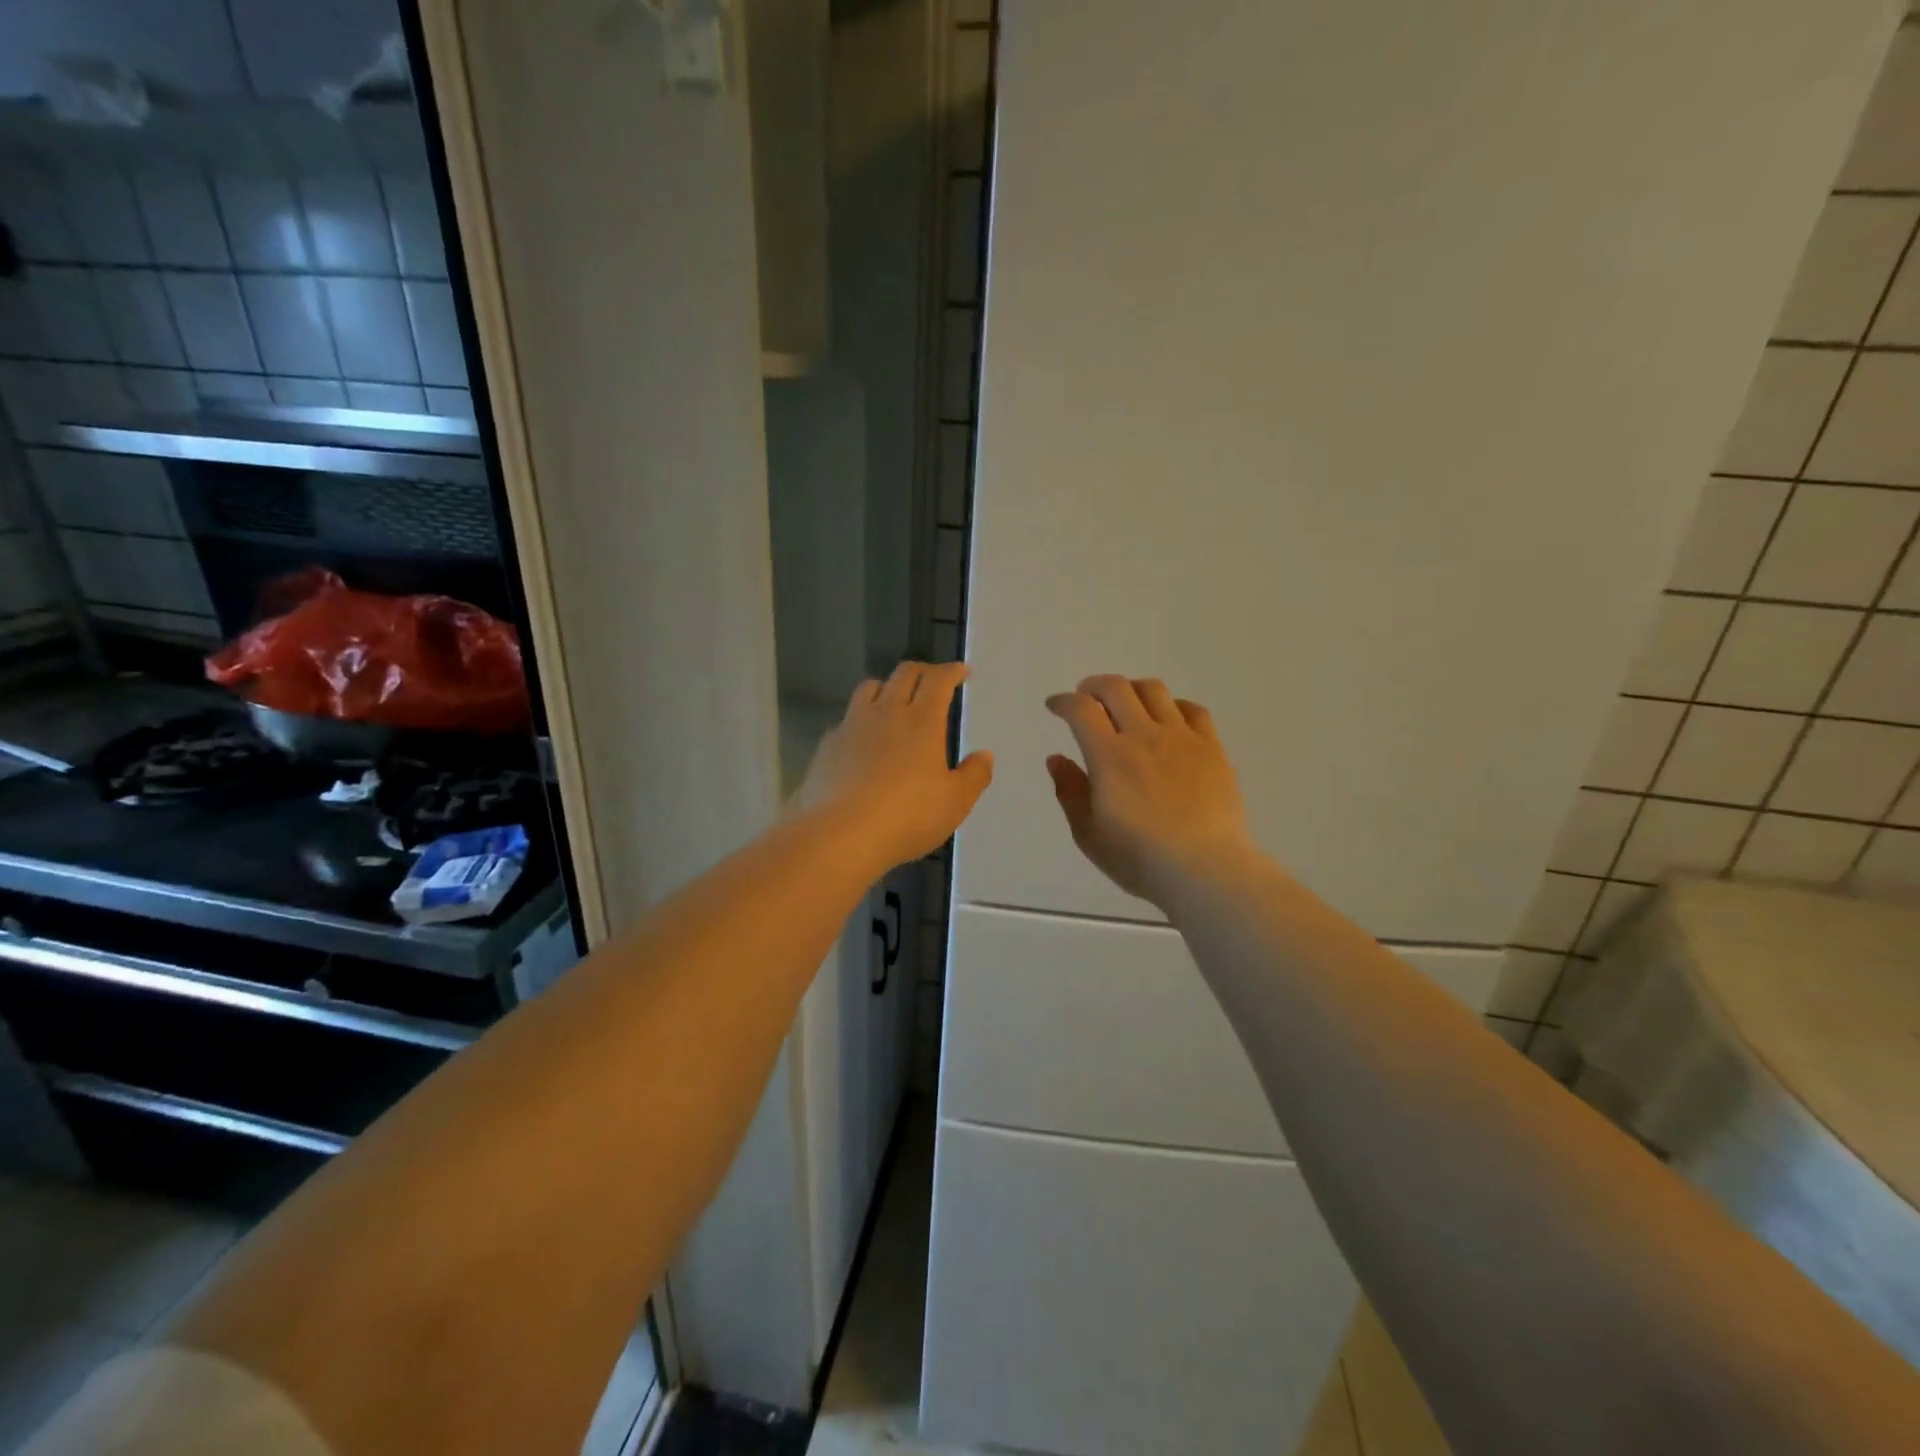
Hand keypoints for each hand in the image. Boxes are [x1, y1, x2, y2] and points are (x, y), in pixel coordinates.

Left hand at [799, 662, 993, 872]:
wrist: (841, 833)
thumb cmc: (907, 816)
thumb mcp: (954, 802)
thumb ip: (974, 775)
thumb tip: (984, 755)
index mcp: (923, 721)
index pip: (939, 680)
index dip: (952, 671)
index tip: (962, 671)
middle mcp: (887, 712)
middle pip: (904, 674)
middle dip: (923, 671)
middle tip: (933, 680)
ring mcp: (853, 725)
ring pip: (870, 687)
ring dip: (887, 686)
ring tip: (895, 701)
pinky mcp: (828, 744)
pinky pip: (847, 718)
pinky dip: (861, 718)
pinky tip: (863, 739)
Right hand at [1046, 675, 1255, 910]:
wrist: (1205, 869)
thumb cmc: (1139, 858)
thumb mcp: (1088, 833)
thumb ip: (1070, 791)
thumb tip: (1056, 759)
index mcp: (1109, 756)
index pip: (1082, 709)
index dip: (1064, 702)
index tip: (1055, 706)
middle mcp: (1144, 736)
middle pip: (1116, 688)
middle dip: (1094, 686)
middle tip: (1086, 698)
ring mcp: (1182, 738)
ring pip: (1154, 691)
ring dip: (1132, 689)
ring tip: (1126, 702)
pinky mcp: (1212, 749)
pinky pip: (1193, 710)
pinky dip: (1173, 706)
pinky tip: (1169, 719)